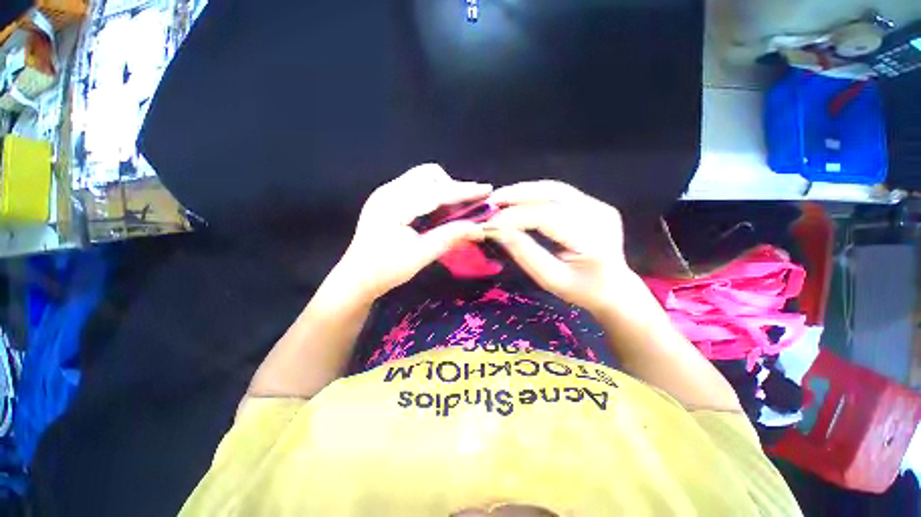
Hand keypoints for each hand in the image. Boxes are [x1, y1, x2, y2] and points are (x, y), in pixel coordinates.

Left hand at [337, 164, 491, 300]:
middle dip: (452, 187)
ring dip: (443, 191)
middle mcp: (388, 191)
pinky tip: (438, 213)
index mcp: (394, 205)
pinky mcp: (387, 199)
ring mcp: (386, 193)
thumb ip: (450, 237)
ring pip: (422, 179)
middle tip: (465, 209)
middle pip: (428, 175)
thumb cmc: (386, 270)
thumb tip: (479, 228)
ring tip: (454, 212)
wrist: (357, 278)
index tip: (486, 190)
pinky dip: (432, 195)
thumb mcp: (421, 255)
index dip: (463, 191)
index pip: (436, 191)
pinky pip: (416, 188)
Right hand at [483, 180, 631, 313]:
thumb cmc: (581, 290)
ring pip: (555, 188)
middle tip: (491, 201)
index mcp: (592, 240)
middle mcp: (599, 216)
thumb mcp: (550, 279)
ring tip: (500, 198)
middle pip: (552, 195)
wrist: (614, 288)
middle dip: (517, 196)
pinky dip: (535, 193)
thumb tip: (499, 230)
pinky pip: (560, 192)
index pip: (547, 218)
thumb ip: (525, 253)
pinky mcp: (595, 204)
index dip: (515, 217)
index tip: (490, 222)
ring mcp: (600, 206)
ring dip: (524, 191)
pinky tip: (519, 198)